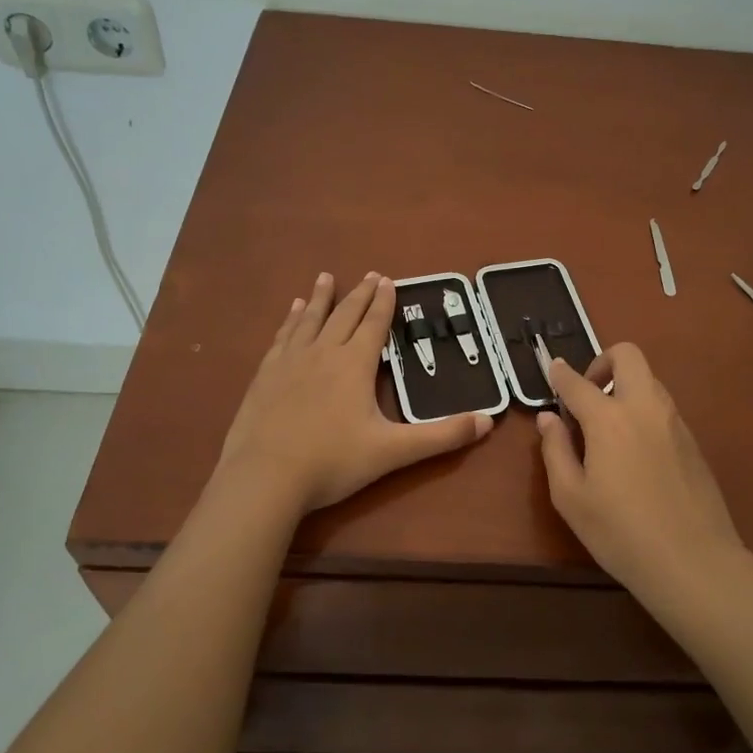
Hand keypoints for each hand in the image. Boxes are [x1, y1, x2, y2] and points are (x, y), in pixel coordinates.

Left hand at [219, 272, 492, 511]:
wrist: (265, 477)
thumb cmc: (333, 462)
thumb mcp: (393, 451)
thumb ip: (441, 436)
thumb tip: (488, 421)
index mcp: (354, 365)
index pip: (374, 325)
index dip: (384, 303)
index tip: (388, 280)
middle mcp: (323, 353)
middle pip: (344, 315)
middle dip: (359, 295)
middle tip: (369, 275)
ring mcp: (290, 362)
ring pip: (310, 320)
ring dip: (321, 298)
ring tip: (325, 278)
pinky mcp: (265, 375)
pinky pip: (283, 337)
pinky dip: (291, 320)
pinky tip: (292, 313)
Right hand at [536, 343, 747, 596]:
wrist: (694, 562)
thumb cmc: (620, 533)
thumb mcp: (571, 498)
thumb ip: (555, 450)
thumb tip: (549, 418)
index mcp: (609, 419)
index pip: (578, 382)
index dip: (560, 373)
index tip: (551, 369)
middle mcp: (645, 408)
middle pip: (628, 356)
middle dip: (603, 362)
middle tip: (588, 395)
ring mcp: (674, 422)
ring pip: (650, 380)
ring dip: (625, 387)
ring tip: (607, 428)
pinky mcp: (693, 441)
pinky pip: (663, 408)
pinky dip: (643, 411)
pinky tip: (634, 453)